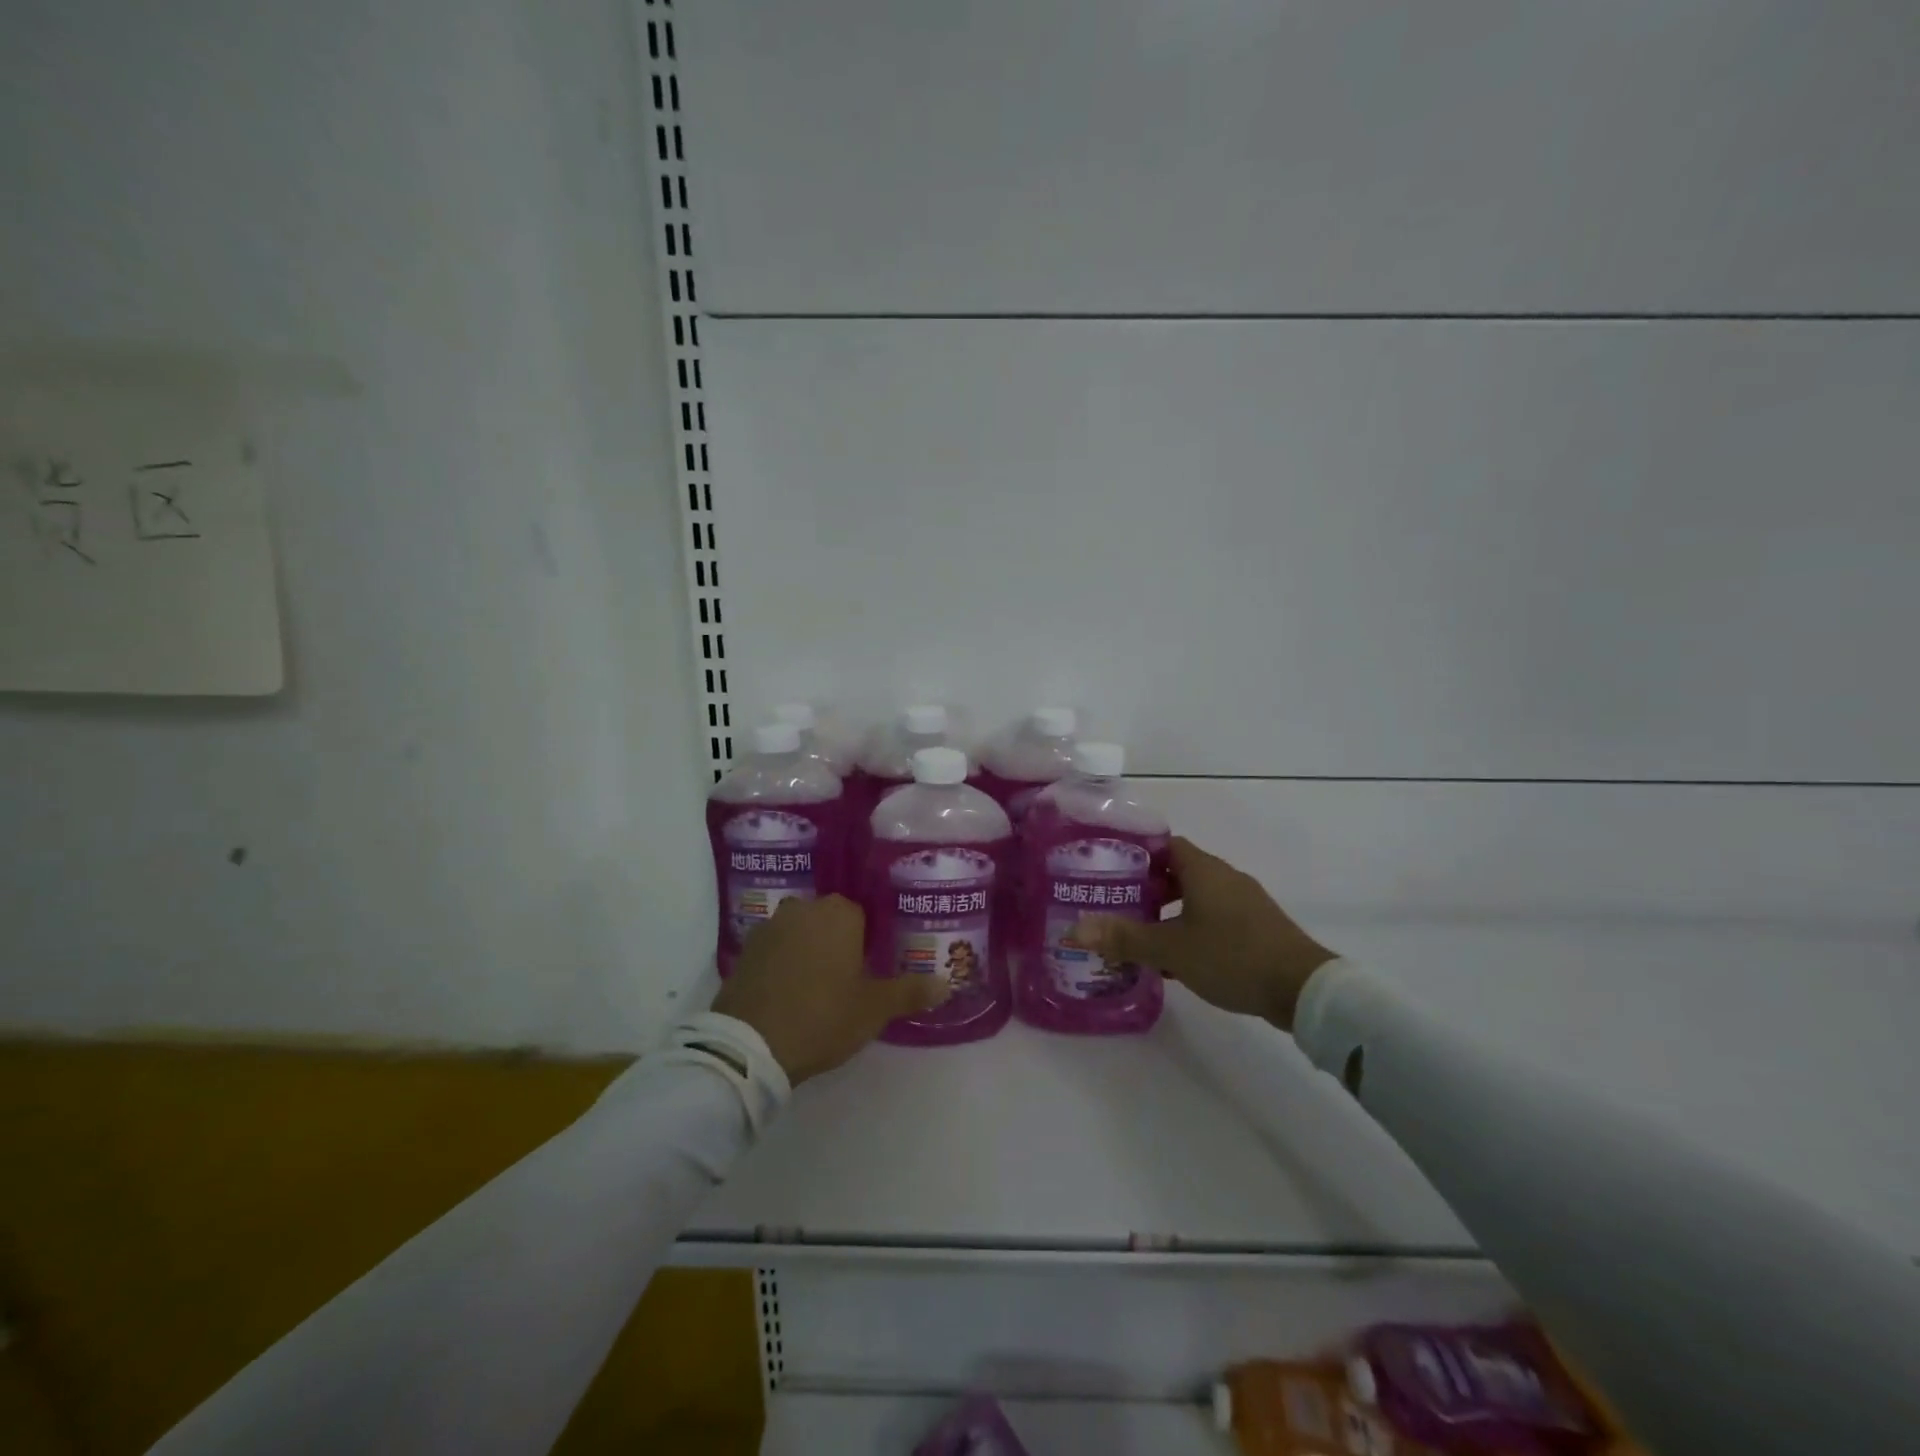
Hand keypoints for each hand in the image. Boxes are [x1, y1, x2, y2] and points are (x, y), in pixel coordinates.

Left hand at [711, 895, 948, 1083]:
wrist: (751, 1045)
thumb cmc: (823, 1016)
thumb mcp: (873, 1009)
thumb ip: (910, 992)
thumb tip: (947, 984)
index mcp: (839, 913)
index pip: (863, 916)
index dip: (868, 944)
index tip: (870, 971)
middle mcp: (804, 908)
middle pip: (830, 921)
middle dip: (838, 944)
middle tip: (846, 982)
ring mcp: (770, 927)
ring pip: (801, 933)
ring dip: (808, 952)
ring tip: (816, 989)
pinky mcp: (744, 950)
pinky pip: (775, 950)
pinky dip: (783, 965)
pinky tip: (787, 994)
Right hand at [1078, 837, 1336, 1029]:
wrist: (1304, 989)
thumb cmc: (1231, 956)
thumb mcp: (1171, 949)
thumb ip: (1123, 938)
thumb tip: (1073, 929)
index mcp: (1203, 870)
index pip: (1165, 845)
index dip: (1136, 854)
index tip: (1110, 869)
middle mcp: (1224, 878)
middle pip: (1179, 871)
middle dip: (1148, 888)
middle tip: (1117, 905)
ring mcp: (1245, 903)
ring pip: (1197, 898)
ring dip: (1169, 913)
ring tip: (1141, 935)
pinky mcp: (1257, 928)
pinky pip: (1215, 918)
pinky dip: (1192, 930)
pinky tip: (1176, 961)